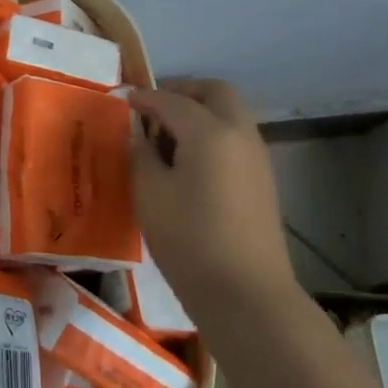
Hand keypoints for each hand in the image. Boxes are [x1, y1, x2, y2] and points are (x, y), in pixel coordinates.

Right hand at [125, 80, 298, 310]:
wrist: (247, 296)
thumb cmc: (190, 240)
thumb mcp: (150, 194)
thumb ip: (142, 154)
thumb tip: (140, 135)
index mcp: (210, 131)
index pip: (172, 100)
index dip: (145, 97)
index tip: (124, 99)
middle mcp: (239, 134)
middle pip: (214, 92)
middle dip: (183, 92)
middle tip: (154, 109)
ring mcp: (257, 157)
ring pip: (229, 114)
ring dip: (200, 113)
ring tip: (168, 138)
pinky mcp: (263, 180)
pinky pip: (236, 138)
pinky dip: (213, 134)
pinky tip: (190, 162)